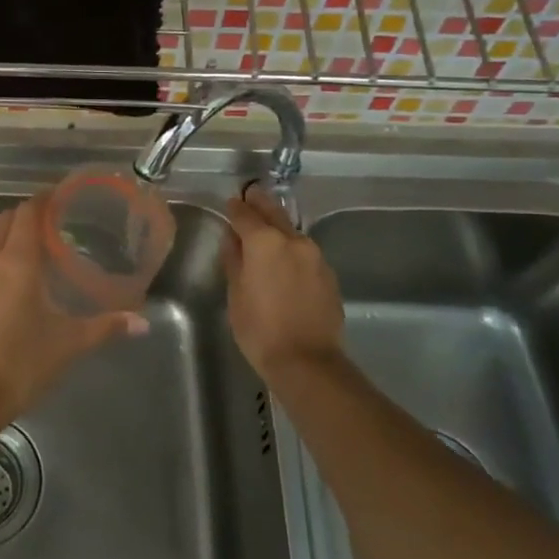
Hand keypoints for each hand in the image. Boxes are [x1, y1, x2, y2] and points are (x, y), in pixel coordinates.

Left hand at [0, 193, 147, 427]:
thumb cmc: (22, 361)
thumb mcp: (69, 343)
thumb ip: (105, 327)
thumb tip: (141, 322)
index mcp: (16, 262)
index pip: (27, 213)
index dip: (43, 200)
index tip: (61, 196)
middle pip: (4, 221)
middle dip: (25, 215)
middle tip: (52, 223)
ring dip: (6, 234)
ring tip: (32, 247)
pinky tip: (11, 279)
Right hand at [222, 183, 344, 378]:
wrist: (307, 361)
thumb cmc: (259, 329)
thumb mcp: (235, 294)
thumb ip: (234, 259)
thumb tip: (233, 238)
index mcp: (264, 242)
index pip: (245, 214)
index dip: (235, 208)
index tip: (230, 203)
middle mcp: (293, 240)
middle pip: (273, 212)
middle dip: (259, 204)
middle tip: (250, 196)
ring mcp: (315, 256)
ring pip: (291, 231)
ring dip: (278, 226)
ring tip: (266, 230)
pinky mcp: (328, 273)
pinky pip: (305, 252)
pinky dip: (292, 249)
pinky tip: (285, 260)